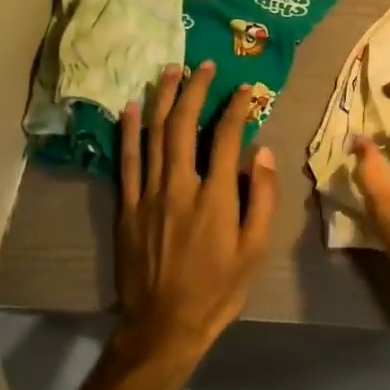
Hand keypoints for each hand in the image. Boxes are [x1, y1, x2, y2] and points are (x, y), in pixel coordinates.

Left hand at [117, 62, 277, 359]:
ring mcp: (148, 195)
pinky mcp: (127, 207)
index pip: (228, 137)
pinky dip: (129, 131)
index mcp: (215, 197)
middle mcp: (179, 186)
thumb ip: (261, 198)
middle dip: (195, 90)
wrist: (164, 325)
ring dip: (162, 99)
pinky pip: (126, 161)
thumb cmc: (218, 288)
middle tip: (203, 65)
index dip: (237, 107)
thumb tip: (262, 152)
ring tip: (170, 71)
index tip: (245, 88)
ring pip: (153, 135)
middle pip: (184, 125)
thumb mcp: (255, 249)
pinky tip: (131, 107)